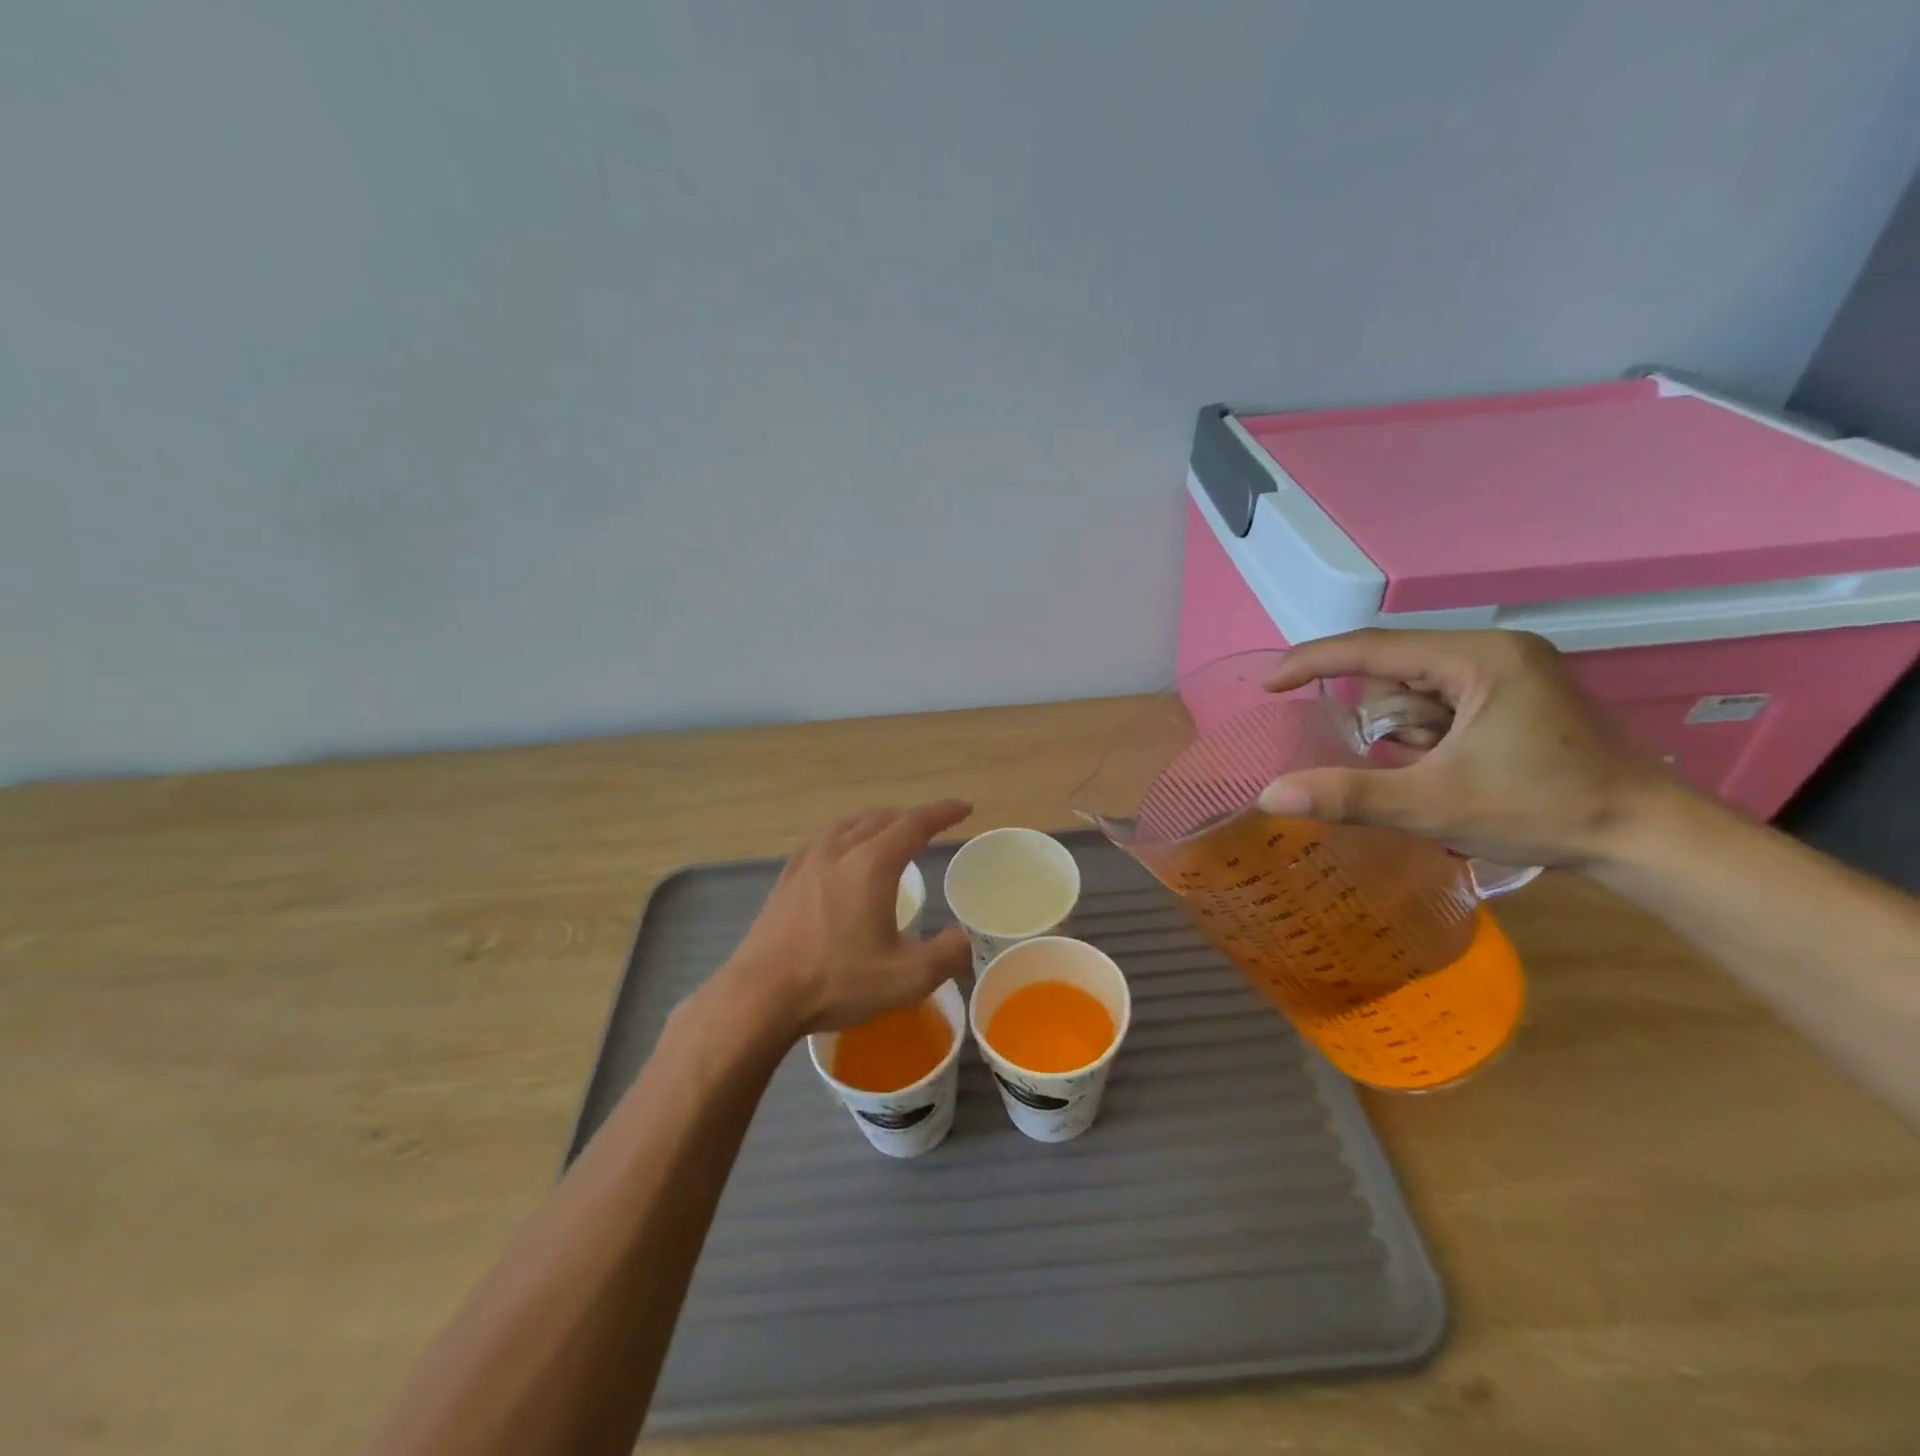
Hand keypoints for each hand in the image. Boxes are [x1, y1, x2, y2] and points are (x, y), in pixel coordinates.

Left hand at [724, 800, 974, 1033]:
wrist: (760, 995)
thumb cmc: (836, 981)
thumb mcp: (905, 979)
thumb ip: (946, 956)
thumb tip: (963, 939)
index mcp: (871, 865)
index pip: (914, 824)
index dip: (942, 813)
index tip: (963, 808)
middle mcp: (839, 851)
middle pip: (881, 818)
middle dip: (911, 816)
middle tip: (931, 824)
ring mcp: (807, 862)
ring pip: (848, 825)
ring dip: (876, 821)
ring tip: (889, 831)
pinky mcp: (786, 879)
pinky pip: (823, 840)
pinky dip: (845, 835)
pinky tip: (840, 853)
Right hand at [1256, 629, 1676, 867]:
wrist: (1648, 839)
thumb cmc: (1542, 811)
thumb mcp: (1432, 805)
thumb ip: (1347, 795)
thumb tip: (1268, 796)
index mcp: (1479, 658)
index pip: (1373, 647)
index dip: (1313, 662)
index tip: (1269, 686)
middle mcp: (1495, 651)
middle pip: (1395, 672)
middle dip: (1384, 721)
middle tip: (1408, 765)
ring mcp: (1511, 671)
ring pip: (1416, 690)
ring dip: (1407, 732)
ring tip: (1439, 772)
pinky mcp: (1518, 695)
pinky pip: (1442, 703)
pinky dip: (1429, 735)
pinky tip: (1454, 767)